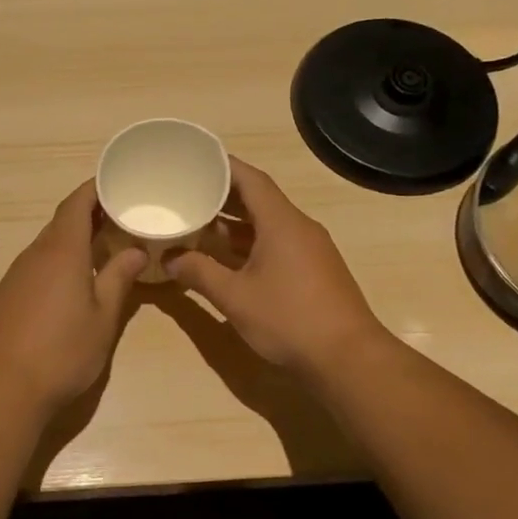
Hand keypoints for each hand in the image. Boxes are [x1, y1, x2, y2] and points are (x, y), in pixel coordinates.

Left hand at [0, 182, 147, 412]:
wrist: (4, 389)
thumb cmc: (64, 352)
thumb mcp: (103, 317)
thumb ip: (119, 278)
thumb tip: (136, 250)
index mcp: (61, 252)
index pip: (76, 204)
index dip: (94, 190)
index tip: (115, 184)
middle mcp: (34, 255)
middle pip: (61, 223)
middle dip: (88, 216)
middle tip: (118, 220)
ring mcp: (14, 276)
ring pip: (46, 246)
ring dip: (71, 242)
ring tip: (100, 250)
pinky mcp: (4, 297)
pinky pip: (34, 267)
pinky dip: (55, 264)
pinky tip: (69, 285)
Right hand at [166, 157, 387, 376]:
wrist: (346, 358)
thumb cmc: (288, 319)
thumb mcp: (234, 297)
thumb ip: (199, 273)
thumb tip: (170, 258)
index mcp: (281, 222)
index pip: (251, 179)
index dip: (223, 166)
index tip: (195, 160)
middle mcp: (298, 228)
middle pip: (259, 200)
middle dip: (223, 196)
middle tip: (188, 192)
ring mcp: (309, 250)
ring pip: (267, 225)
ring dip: (235, 224)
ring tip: (198, 224)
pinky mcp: (313, 271)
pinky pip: (277, 244)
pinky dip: (249, 244)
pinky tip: (226, 258)